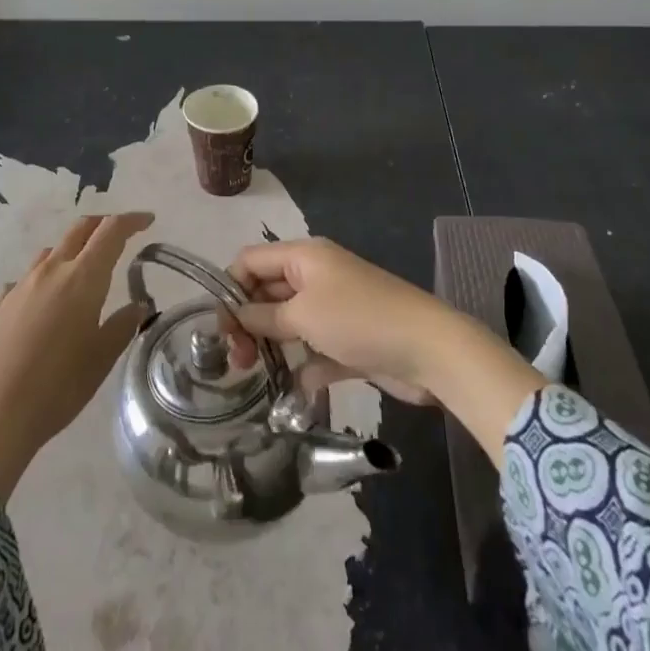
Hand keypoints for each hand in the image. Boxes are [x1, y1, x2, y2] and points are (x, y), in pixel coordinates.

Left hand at [0, 211, 153, 500]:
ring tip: (80, 274)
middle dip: (101, 225)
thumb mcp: (101, 359)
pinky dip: (40, 284)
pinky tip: (40, 307)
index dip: (131, 221)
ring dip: (70, 253)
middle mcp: (50, 272)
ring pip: (49, 253)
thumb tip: (139, 305)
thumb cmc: (57, 386)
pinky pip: (23, 283)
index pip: (111, 232)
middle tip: (118, 236)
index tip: (147, 220)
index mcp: (82, 278)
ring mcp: (18, 287)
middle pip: (79, 230)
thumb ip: (122, 325)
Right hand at [221, 236, 546, 459]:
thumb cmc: (359, 319)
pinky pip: (313, 350)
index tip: (221, 328)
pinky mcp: (348, 341)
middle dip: (247, 321)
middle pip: (266, 291)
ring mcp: (333, 309)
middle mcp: (315, 277)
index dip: (230, 288)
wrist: (428, 349)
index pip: (251, 261)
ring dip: (270, 345)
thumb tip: (238, 316)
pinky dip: (300, 368)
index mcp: (303, 257)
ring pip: (288, 323)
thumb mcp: (304, 314)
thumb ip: (264, 316)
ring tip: (254, 375)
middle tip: (237, 360)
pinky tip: (290, 393)